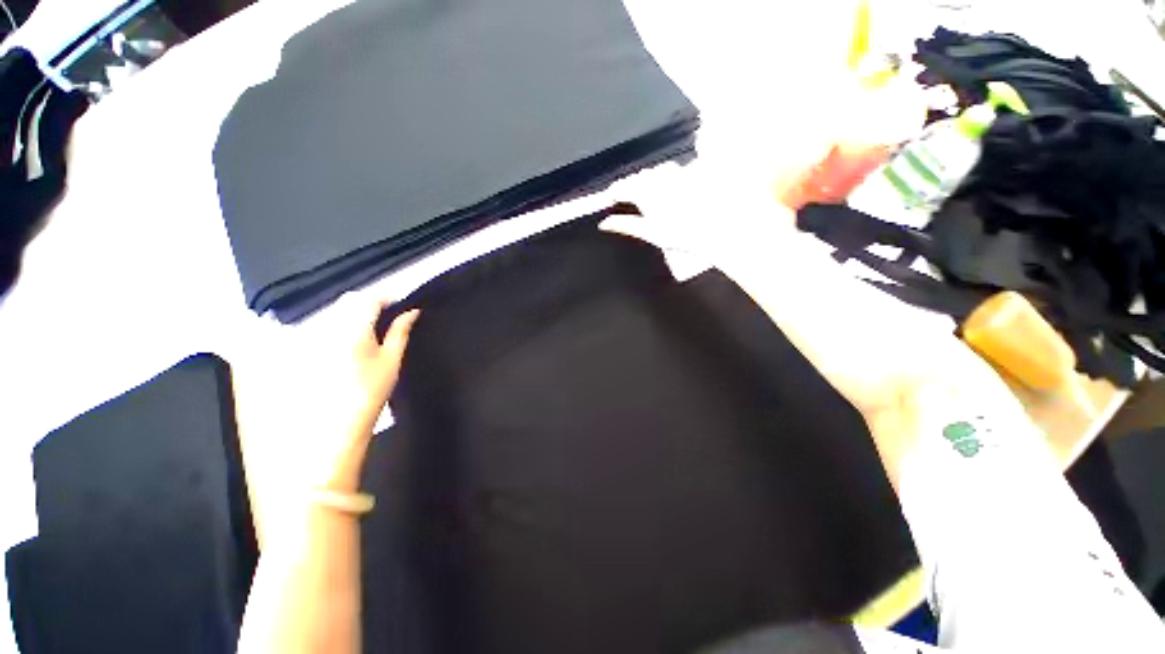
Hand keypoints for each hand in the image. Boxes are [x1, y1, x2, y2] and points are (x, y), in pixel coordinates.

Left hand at [323, 304, 418, 491]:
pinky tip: (349, 341)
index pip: (368, 299)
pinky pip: (322, 325)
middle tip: (388, 316)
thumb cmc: (369, 393)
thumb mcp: (391, 360)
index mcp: (352, 330)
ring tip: (370, 328)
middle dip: (369, 303)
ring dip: (354, 313)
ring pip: (334, 311)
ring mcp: (311, 337)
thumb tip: (413, 311)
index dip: (386, 297)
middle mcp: (327, 328)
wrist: (334, 426)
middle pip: (348, 301)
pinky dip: (338, 325)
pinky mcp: (303, 347)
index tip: (400, 303)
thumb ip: (400, 332)